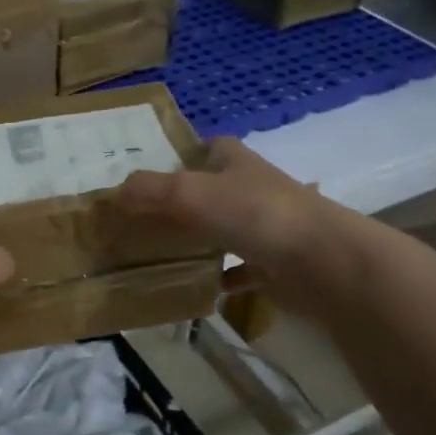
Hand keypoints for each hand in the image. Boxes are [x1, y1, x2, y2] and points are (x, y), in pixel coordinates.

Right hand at [116, 137, 362, 317]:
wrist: (322, 261)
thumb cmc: (255, 214)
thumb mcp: (190, 193)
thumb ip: (149, 190)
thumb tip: (113, 194)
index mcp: (235, 159)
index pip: (205, 147)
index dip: (180, 157)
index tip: (148, 178)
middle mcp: (252, 186)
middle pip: (210, 189)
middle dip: (181, 203)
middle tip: (142, 221)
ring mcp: (267, 225)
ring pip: (224, 228)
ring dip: (200, 239)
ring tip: (161, 254)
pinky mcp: (277, 261)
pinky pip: (241, 267)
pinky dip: (223, 276)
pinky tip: (201, 287)